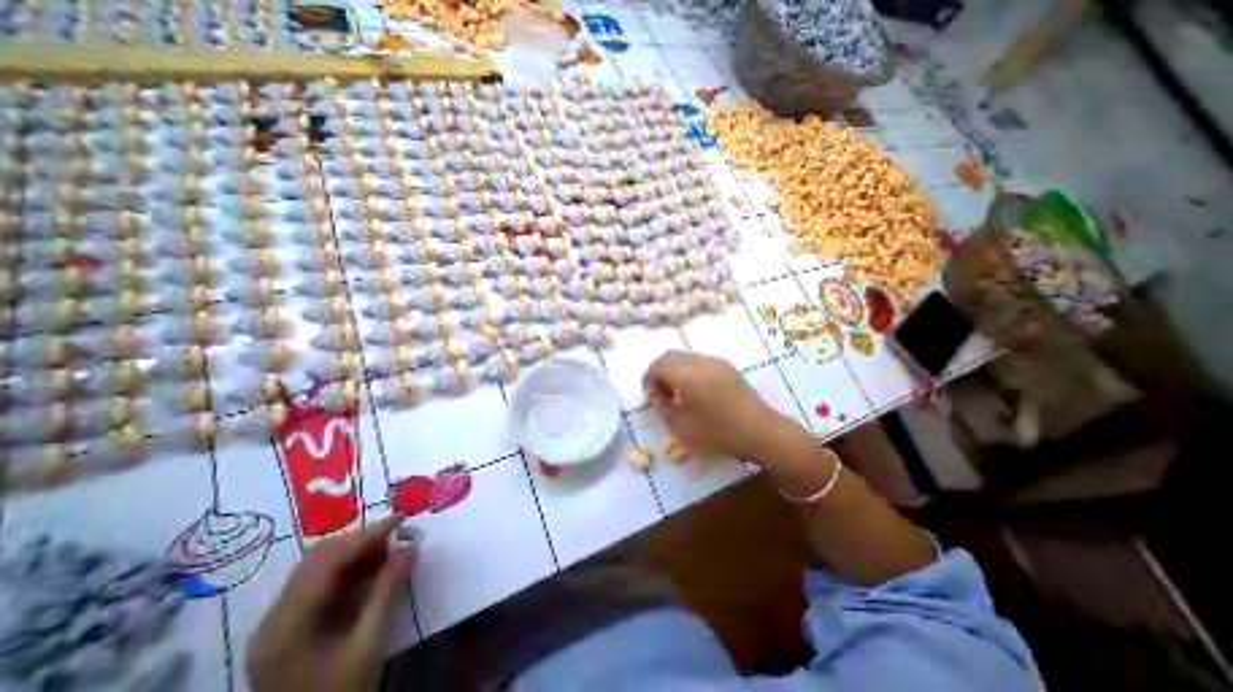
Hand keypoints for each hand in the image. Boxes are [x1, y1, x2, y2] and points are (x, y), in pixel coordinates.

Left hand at [247, 519, 415, 691]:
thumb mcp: (369, 643)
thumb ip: (388, 590)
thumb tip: (411, 545)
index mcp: (288, 623)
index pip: (327, 560)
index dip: (366, 535)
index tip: (401, 520)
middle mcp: (275, 617)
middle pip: (318, 558)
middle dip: (361, 542)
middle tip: (397, 539)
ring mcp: (279, 622)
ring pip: (319, 566)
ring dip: (356, 553)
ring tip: (389, 554)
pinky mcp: (289, 627)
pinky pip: (320, 582)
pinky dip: (348, 569)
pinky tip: (372, 573)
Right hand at [642, 352, 783, 457]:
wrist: (761, 431)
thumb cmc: (720, 433)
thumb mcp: (683, 427)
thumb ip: (665, 409)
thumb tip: (659, 399)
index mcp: (687, 375)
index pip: (657, 367)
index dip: (648, 380)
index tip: (650, 399)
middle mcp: (699, 362)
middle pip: (669, 356)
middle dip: (659, 372)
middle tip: (660, 394)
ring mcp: (715, 362)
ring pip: (685, 357)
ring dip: (674, 370)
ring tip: (677, 394)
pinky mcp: (726, 367)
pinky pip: (699, 361)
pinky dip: (689, 370)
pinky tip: (695, 391)